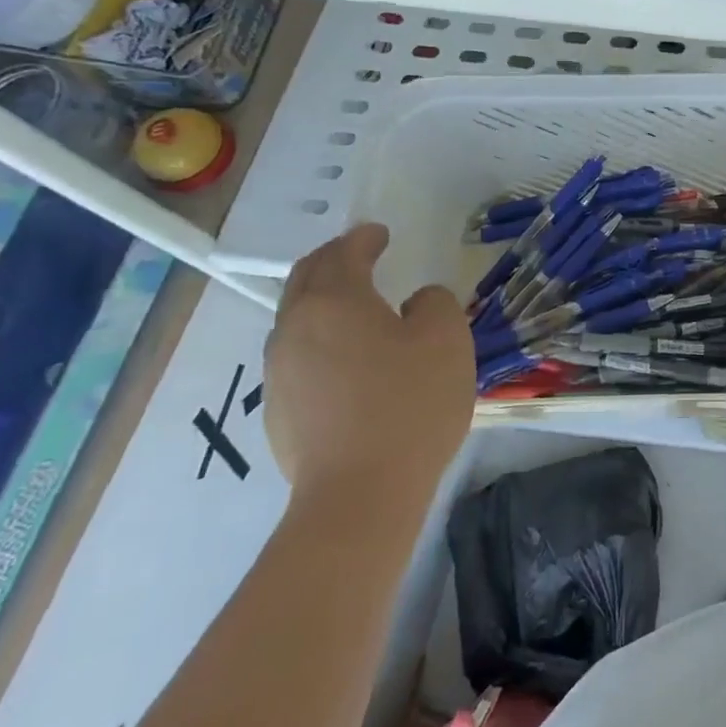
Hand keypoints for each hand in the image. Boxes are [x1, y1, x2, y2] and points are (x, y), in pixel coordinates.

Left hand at [263, 223, 475, 515]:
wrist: (360, 494)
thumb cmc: (409, 403)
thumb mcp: (446, 338)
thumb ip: (434, 303)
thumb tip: (415, 303)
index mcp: (334, 301)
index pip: (344, 254)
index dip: (364, 238)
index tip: (380, 232)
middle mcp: (295, 328)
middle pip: (306, 279)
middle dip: (332, 260)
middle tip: (359, 255)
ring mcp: (280, 373)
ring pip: (297, 320)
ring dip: (323, 302)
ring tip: (355, 307)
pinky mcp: (279, 412)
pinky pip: (298, 358)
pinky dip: (321, 341)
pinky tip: (348, 362)